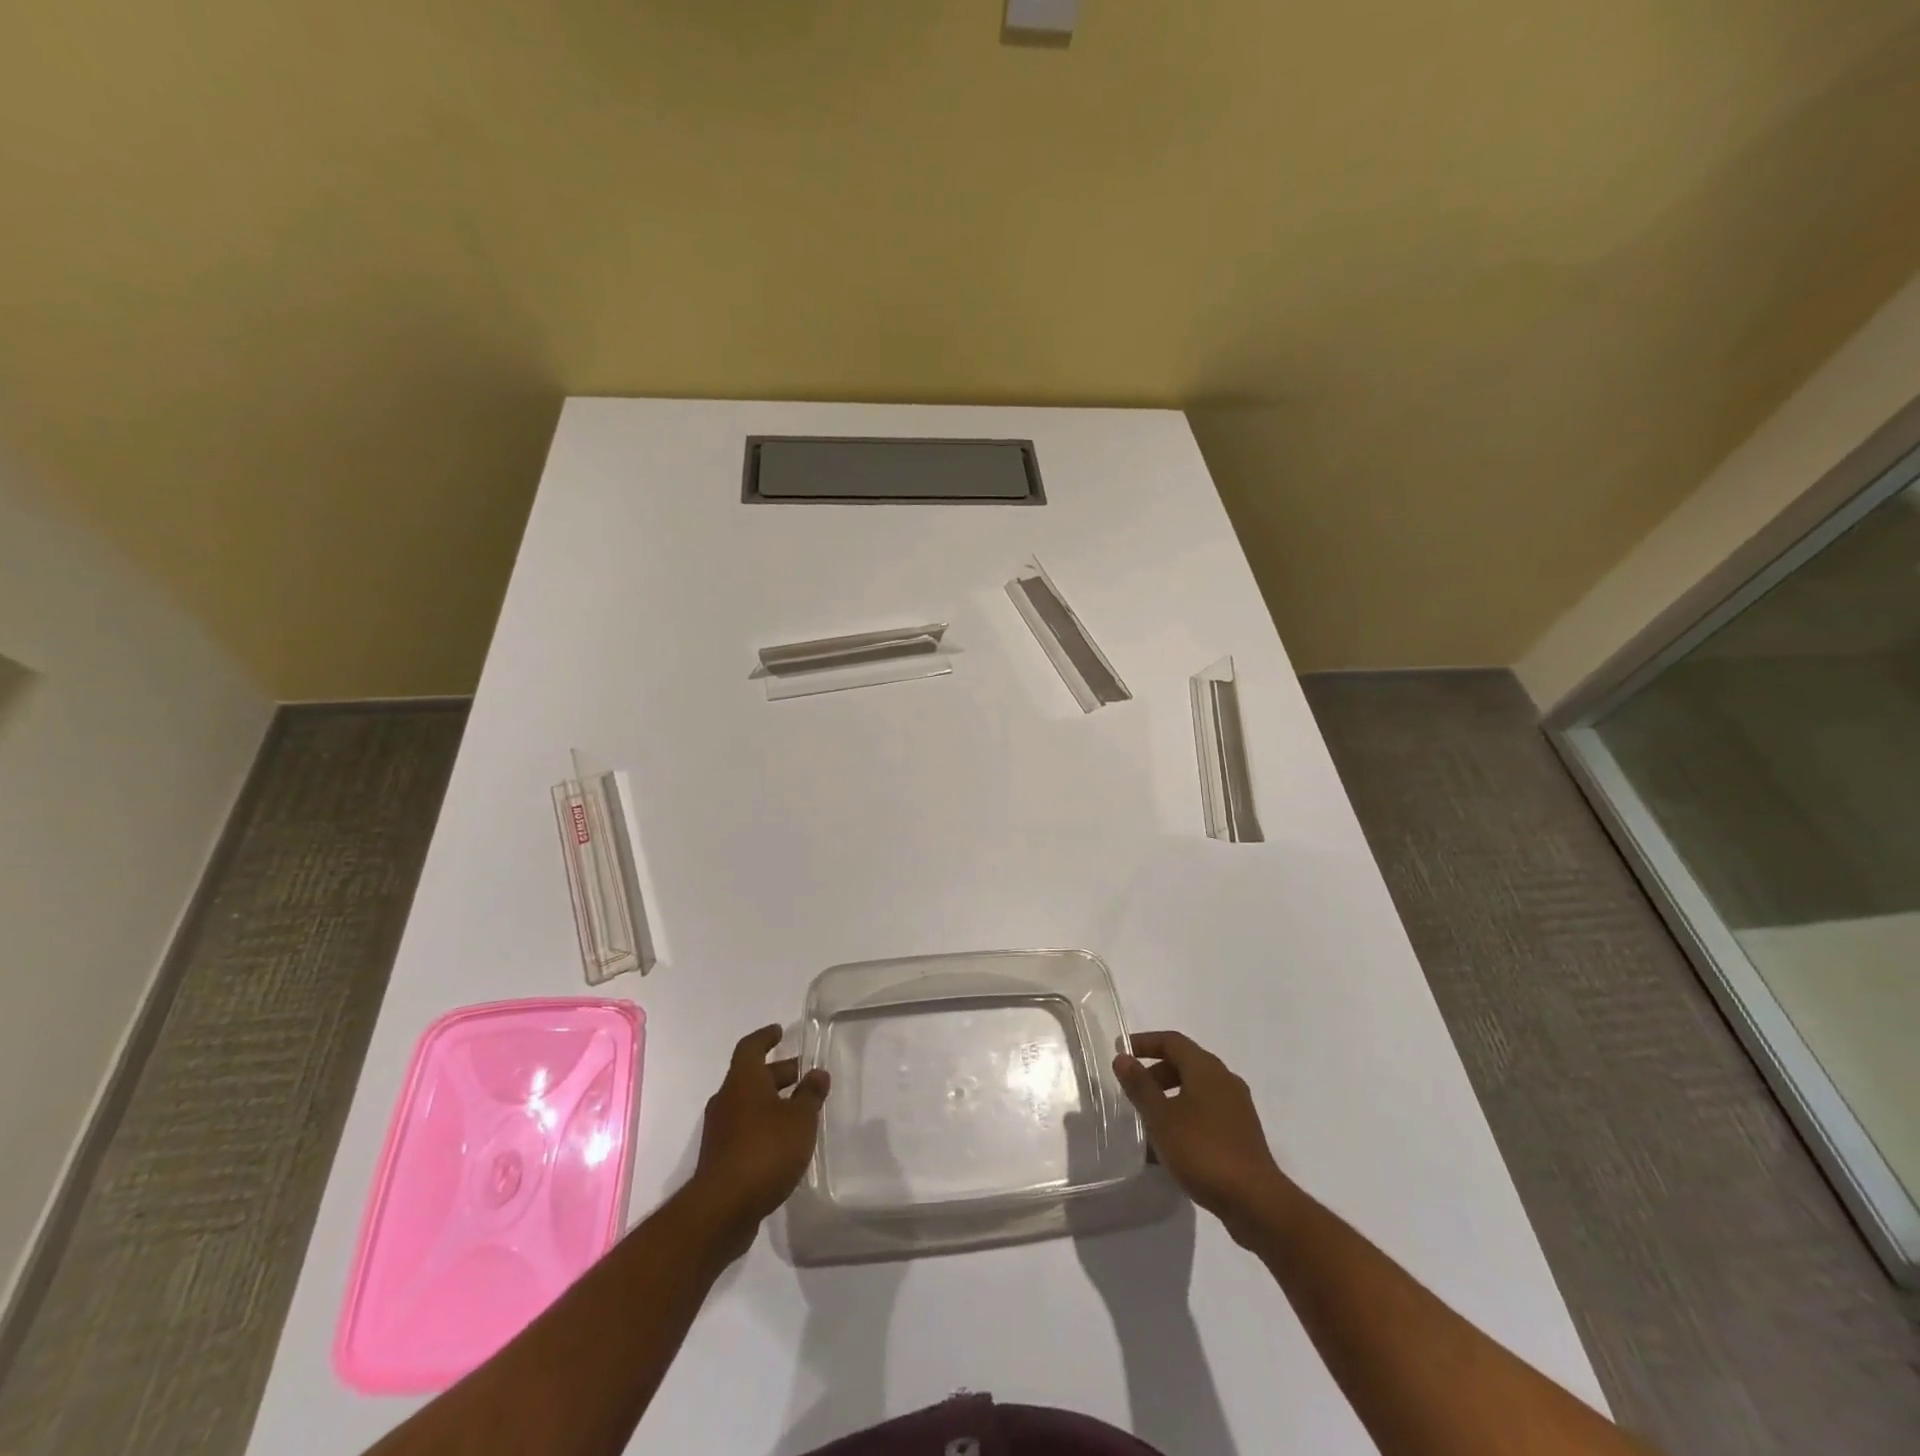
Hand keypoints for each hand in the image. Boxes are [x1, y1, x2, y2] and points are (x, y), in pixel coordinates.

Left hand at [688, 1025, 830, 1247]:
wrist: (722, 1210)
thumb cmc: (764, 1151)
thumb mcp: (800, 1119)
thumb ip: (810, 1095)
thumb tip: (818, 1073)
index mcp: (743, 1081)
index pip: (750, 1047)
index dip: (765, 1037)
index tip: (778, 1032)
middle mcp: (727, 1100)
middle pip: (751, 1076)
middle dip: (777, 1073)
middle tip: (803, 1074)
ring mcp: (720, 1131)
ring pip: (748, 1104)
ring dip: (772, 1101)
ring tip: (800, 1109)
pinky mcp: (720, 1158)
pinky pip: (744, 1129)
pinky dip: (764, 1126)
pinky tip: (784, 1141)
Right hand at [1114, 1030, 1290, 1244]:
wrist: (1255, 1201)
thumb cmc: (1202, 1151)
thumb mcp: (1161, 1118)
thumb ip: (1140, 1086)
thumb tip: (1123, 1058)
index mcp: (1206, 1068)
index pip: (1171, 1041)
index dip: (1144, 1043)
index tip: (1122, 1052)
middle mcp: (1225, 1079)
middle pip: (1185, 1063)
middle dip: (1156, 1072)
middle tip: (1133, 1090)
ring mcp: (1237, 1107)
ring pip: (1196, 1089)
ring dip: (1170, 1096)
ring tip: (1148, 1119)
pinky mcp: (1242, 1132)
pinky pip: (1207, 1111)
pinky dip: (1186, 1115)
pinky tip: (1172, 1143)